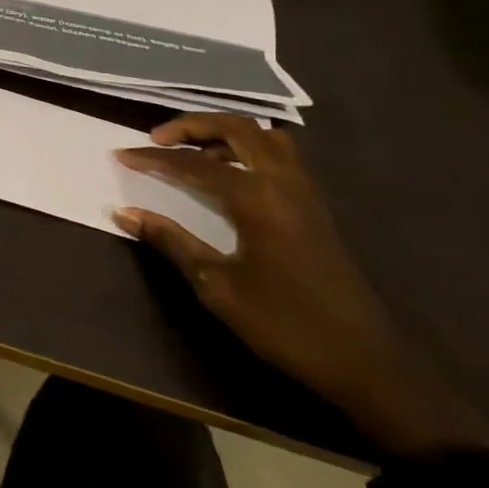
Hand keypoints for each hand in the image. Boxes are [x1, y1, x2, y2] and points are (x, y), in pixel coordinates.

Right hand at [114, 114, 488, 457]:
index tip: (121, 155)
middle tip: (157, 139)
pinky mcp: (315, 207)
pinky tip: (228, 177)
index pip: (193, 164)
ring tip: (193, 154)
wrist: (368, 363)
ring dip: (224, 134)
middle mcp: (283, 183)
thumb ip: (171, 242)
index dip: (153, 158)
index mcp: (257, 198)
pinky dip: (247, 151)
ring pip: (264, 137)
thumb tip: (124, 213)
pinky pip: (279, 157)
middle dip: (192, 125)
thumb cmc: (285, 324)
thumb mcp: (217, 287)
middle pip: (237, 128)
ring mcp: (305, 193)